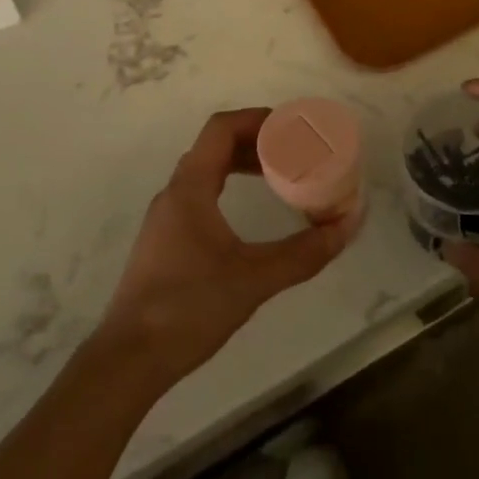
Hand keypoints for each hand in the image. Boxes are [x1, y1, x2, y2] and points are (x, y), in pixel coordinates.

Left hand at [96, 109, 355, 390]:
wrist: (130, 358)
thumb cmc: (190, 308)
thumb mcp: (255, 279)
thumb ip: (304, 253)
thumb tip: (348, 225)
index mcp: (190, 188)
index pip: (221, 129)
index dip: (257, 119)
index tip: (292, 128)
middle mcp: (174, 193)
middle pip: (214, 146)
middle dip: (255, 141)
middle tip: (293, 151)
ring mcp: (165, 218)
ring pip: (205, 171)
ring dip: (240, 164)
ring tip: (277, 176)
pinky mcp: (164, 241)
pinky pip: (199, 194)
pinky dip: (228, 186)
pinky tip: (247, 212)